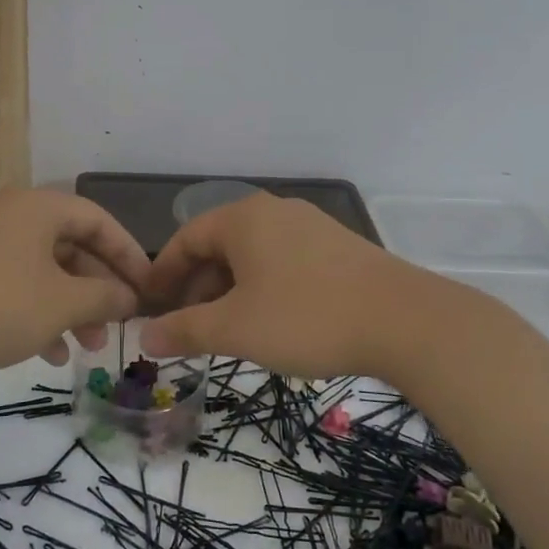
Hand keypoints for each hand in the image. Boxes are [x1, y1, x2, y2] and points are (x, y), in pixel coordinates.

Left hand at [0, 188, 149, 369]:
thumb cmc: (5, 303)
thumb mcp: (64, 303)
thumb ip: (106, 297)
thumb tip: (130, 299)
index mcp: (37, 208)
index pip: (98, 221)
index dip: (128, 254)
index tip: (147, 287)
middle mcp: (9, 216)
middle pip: (69, 248)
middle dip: (97, 291)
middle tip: (114, 327)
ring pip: (42, 272)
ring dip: (70, 309)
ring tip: (87, 348)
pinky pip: (14, 285)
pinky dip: (37, 313)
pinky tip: (50, 353)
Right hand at [140, 193, 423, 377]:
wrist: (404, 320)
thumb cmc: (306, 317)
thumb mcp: (236, 329)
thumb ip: (185, 330)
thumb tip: (144, 337)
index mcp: (243, 219)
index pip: (185, 239)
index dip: (163, 274)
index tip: (151, 307)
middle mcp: (274, 211)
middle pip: (219, 245)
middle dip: (197, 287)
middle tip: (189, 327)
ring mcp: (310, 226)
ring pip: (252, 255)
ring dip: (230, 290)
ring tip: (229, 330)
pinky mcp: (338, 247)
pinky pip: (283, 261)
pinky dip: (263, 287)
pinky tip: (272, 321)